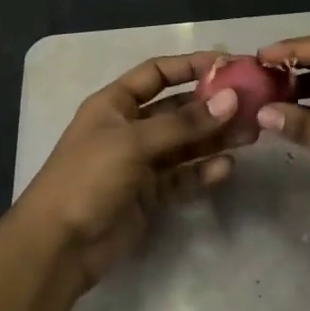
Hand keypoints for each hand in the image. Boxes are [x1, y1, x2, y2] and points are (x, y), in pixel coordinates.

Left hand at [12, 52, 238, 289]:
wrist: (58, 245)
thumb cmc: (88, 177)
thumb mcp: (134, 142)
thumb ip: (184, 123)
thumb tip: (231, 100)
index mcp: (115, 104)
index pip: (157, 74)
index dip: (190, 66)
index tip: (228, 64)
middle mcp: (129, 128)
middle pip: (177, 109)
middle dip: (212, 106)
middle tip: (251, 105)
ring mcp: (140, 163)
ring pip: (185, 144)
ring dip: (215, 137)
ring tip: (250, 134)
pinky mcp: (149, 195)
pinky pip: (182, 176)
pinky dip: (203, 171)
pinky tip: (226, 168)